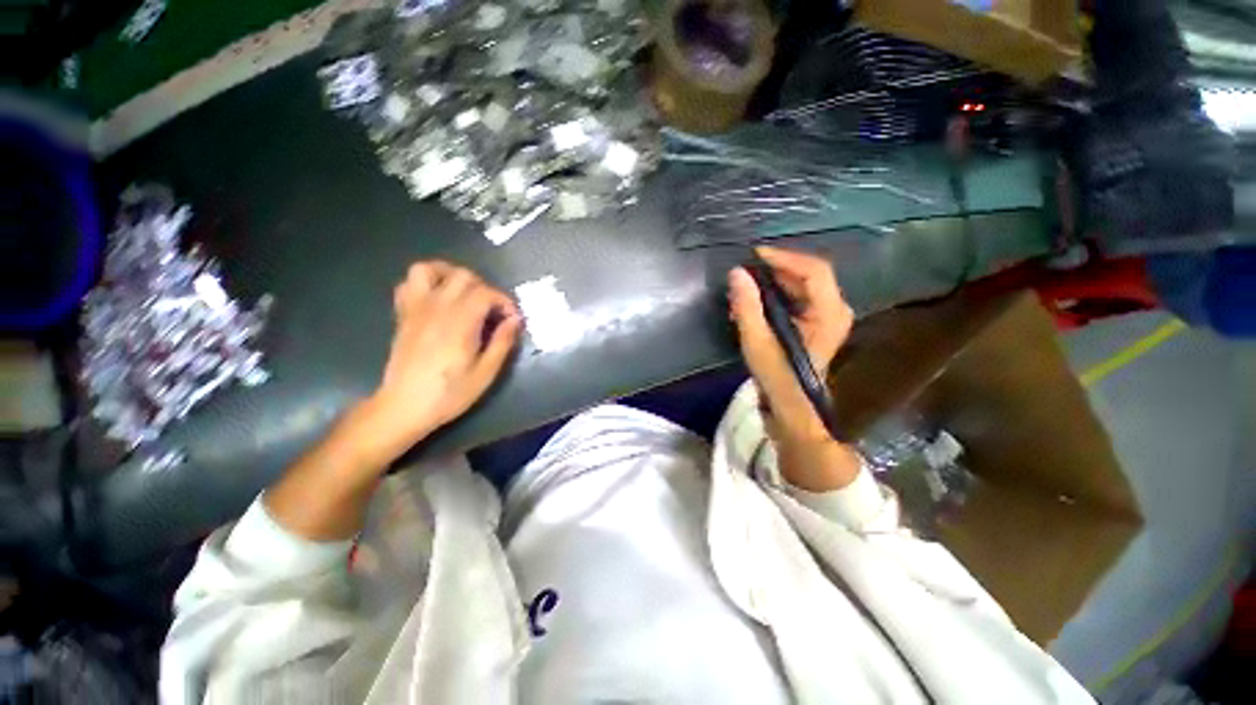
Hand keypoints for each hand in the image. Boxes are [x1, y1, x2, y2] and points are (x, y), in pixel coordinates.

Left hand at [359, 261, 520, 464]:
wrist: (404, 406)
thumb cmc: (450, 393)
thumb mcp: (486, 372)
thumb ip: (503, 342)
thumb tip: (516, 319)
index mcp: (460, 322)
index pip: (486, 293)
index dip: (505, 301)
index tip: (512, 319)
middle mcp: (437, 308)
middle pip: (463, 276)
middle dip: (485, 288)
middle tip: (493, 311)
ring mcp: (416, 309)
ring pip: (429, 269)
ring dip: (451, 275)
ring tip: (465, 292)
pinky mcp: (403, 315)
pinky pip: (408, 283)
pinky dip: (426, 282)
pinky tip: (438, 298)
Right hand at [728, 247, 860, 490]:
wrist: (793, 408)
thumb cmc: (777, 378)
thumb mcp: (757, 342)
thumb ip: (747, 306)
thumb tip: (736, 273)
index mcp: (829, 313)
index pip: (813, 270)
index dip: (784, 257)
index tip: (754, 255)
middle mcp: (835, 310)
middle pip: (808, 275)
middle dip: (774, 271)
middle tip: (745, 275)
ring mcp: (827, 317)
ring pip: (801, 286)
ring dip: (772, 284)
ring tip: (744, 292)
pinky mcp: (815, 324)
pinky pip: (797, 298)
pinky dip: (775, 296)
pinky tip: (753, 306)